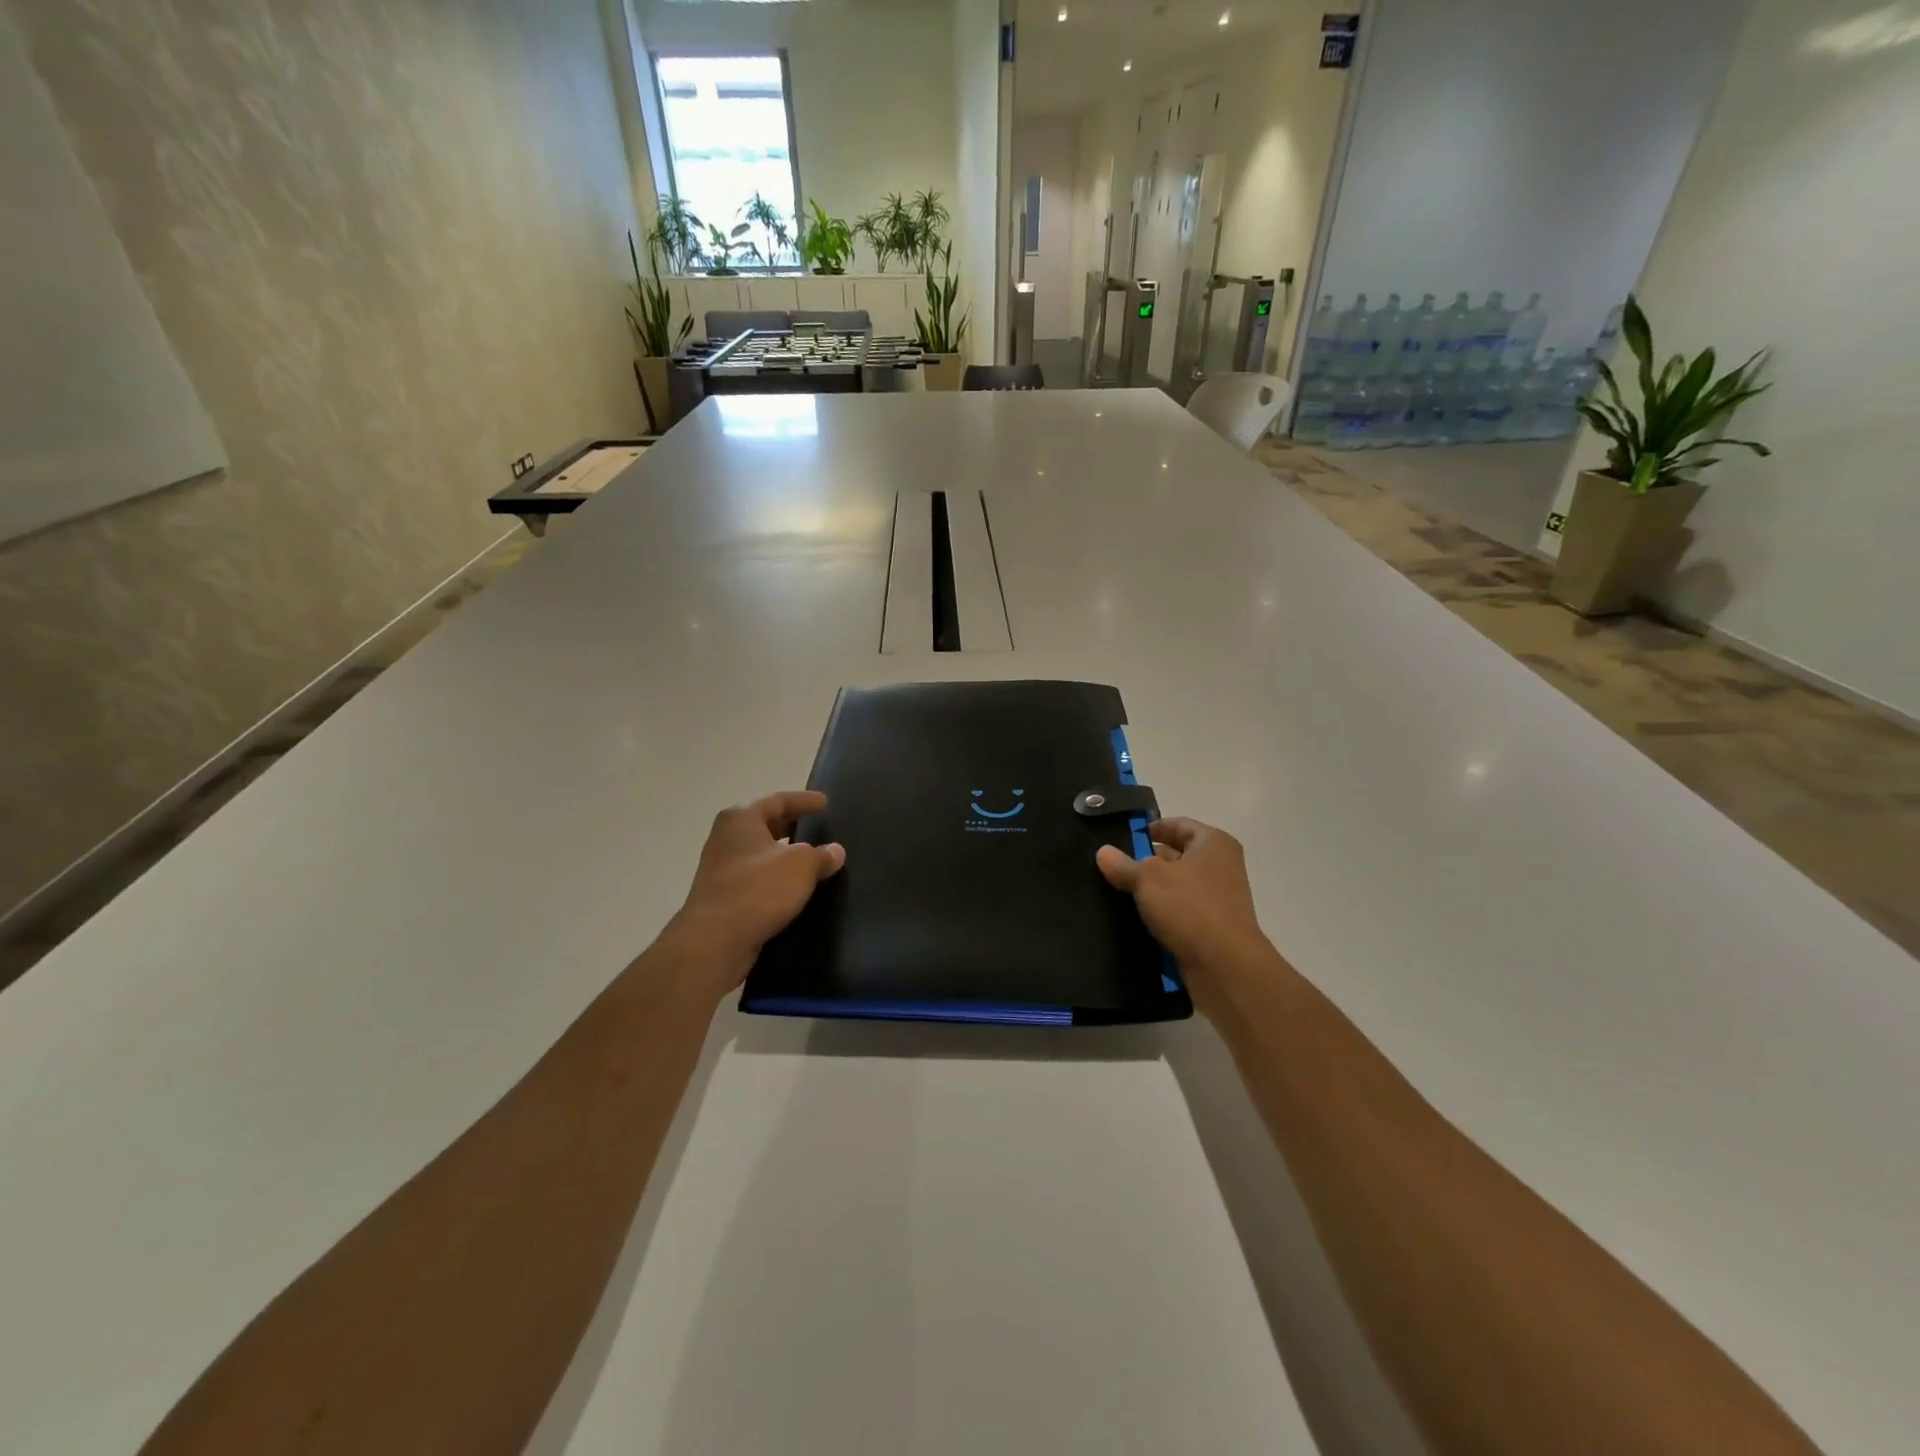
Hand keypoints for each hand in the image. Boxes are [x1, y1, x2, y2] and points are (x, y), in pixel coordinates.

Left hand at [661, 791, 844, 998]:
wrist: (714, 941)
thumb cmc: (758, 889)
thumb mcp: (801, 865)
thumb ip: (821, 855)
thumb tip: (835, 851)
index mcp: (741, 819)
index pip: (778, 800)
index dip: (804, 800)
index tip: (825, 803)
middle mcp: (726, 838)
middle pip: (765, 824)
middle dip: (792, 824)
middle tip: (818, 827)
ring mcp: (721, 868)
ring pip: (760, 852)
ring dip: (784, 853)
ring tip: (811, 858)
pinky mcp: (722, 896)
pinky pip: (755, 877)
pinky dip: (775, 876)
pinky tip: (793, 888)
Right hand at [1095, 818, 1276, 1012]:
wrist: (1225, 965)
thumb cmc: (1189, 907)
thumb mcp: (1147, 879)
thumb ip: (1123, 864)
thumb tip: (1103, 852)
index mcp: (1213, 843)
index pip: (1178, 824)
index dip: (1151, 828)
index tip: (1123, 836)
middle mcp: (1221, 866)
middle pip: (1178, 854)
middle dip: (1147, 859)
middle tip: (1114, 865)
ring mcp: (1219, 898)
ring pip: (1177, 885)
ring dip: (1152, 888)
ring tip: (1118, 890)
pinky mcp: (1213, 926)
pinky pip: (1181, 910)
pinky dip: (1162, 912)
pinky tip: (1136, 917)